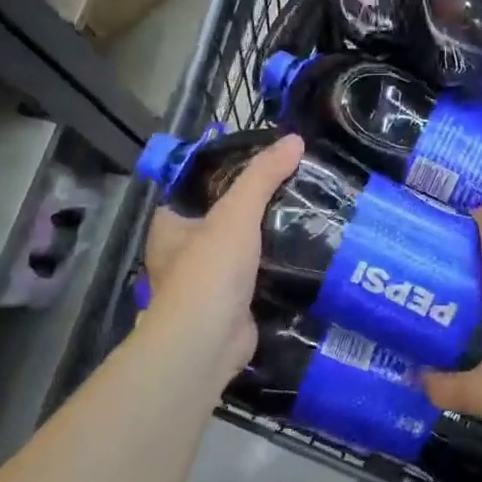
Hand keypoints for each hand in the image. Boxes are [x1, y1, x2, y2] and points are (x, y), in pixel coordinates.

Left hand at [135, 133, 304, 385]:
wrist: (207, 342)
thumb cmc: (210, 269)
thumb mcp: (237, 211)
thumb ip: (264, 175)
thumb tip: (295, 139)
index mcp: (171, 226)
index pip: (199, 187)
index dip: (229, 172)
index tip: (267, 160)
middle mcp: (184, 252)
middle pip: (226, 217)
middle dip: (258, 206)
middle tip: (297, 185)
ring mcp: (209, 281)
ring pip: (245, 248)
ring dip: (271, 237)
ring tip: (310, 212)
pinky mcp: (234, 304)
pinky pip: (260, 276)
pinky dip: (280, 267)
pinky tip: (309, 251)